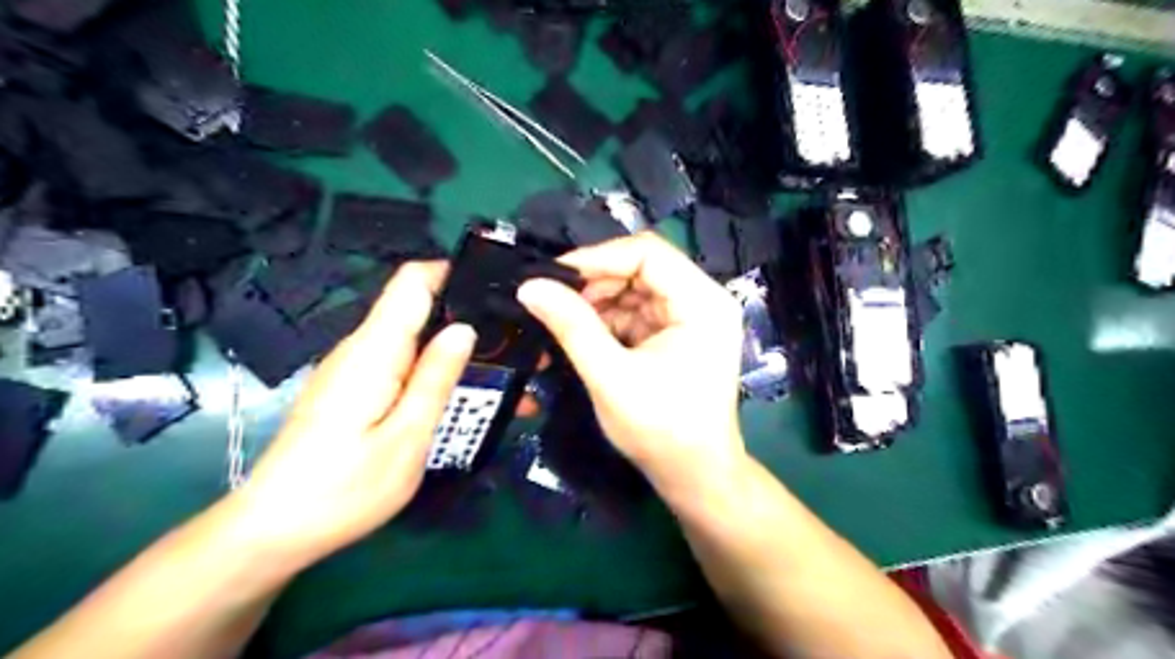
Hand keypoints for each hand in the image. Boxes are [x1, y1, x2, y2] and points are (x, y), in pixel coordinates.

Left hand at [226, 262, 473, 565]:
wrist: (274, 530)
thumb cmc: (343, 489)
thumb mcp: (406, 439)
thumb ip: (434, 380)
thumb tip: (463, 329)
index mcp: (374, 351)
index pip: (412, 282)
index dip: (453, 274)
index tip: (495, 292)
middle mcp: (361, 349)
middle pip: (418, 311)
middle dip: (467, 323)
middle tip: (515, 351)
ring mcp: (354, 369)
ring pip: (414, 341)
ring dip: (455, 354)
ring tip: (501, 381)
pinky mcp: (352, 389)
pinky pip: (401, 366)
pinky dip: (434, 373)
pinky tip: (461, 399)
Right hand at [518, 231, 746, 499]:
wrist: (694, 475)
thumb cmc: (661, 430)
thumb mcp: (610, 376)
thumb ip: (571, 326)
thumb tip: (530, 286)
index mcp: (702, 302)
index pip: (648, 253)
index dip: (598, 257)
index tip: (554, 276)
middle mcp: (702, 300)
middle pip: (642, 268)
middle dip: (595, 284)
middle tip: (554, 303)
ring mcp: (691, 317)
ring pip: (635, 289)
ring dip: (598, 304)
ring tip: (563, 324)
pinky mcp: (676, 334)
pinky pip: (636, 312)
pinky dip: (608, 321)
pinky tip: (583, 336)